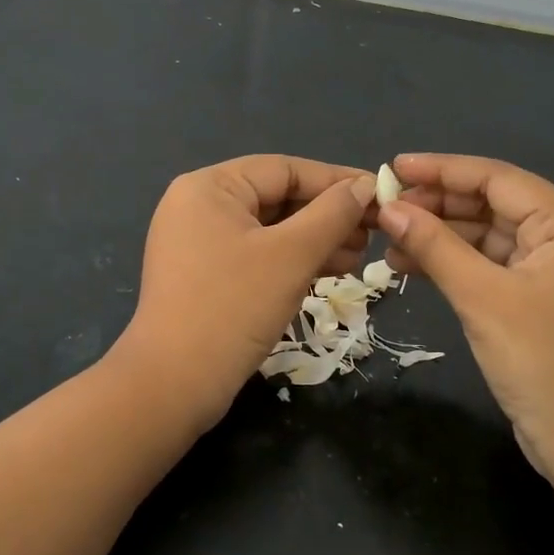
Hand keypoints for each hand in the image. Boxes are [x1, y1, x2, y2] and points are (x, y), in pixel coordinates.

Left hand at [115, 155, 375, 432]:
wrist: (174, 385)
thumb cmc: (233, 308)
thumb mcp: (291, 256)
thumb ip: (333, 214)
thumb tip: (365, 186)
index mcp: (209, 187)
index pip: (284, 169)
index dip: (336, 180)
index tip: (380, 193)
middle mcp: (199, 206)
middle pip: (277, 198)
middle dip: (327, 215)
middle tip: (373, 233)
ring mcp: (199, 243)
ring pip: (270, 230)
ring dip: (316, 241)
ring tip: (358, 258)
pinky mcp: (205, 276)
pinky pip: (257, 255)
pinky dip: (292, 261)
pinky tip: (330, 273)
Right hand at [377, 154, 553, 507]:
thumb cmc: (542, 362)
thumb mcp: (483, 298)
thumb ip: (436, 246)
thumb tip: (390, 208)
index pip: (498, 179)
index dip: (443, 169)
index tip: (393, 169)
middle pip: (491, 205)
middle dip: (438, 205)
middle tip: (386, 209)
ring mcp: (551, 272)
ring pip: (486, 237)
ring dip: (440, 237)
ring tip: (389, 241)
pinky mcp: (535, 300)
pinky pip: (488, 266)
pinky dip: (452, 264)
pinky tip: (412, 266)